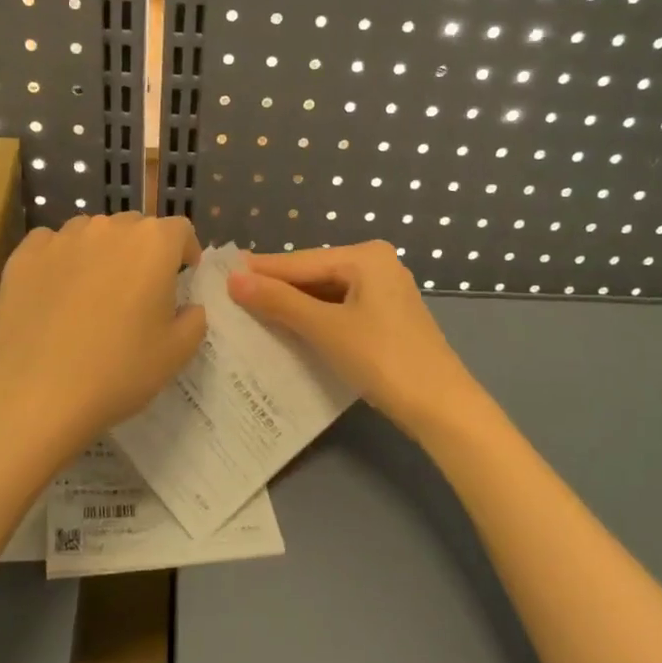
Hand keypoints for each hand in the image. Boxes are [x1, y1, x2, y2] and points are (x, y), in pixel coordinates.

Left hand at [0, 212, 206, 454]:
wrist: (36, 393)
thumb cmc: (118, 371)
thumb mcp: (176, 354)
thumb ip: (193, 320)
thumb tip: (187, 307)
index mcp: (153, 244)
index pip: (179, 230)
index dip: (184, 252)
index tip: (181, 278)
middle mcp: (108, 229)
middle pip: (135, 227)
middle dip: (143, 251)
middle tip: (138, 292)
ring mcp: (62, 238)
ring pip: (92, 232)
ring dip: (101, 252)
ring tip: (94, 291)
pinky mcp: (24, 255)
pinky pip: (50, 244)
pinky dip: (60, 259)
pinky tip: (56, 293)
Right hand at [227, 241, 476, 435]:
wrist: (441, 406)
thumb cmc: (381, 358)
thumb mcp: (325, 328)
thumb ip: (279, 301)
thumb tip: (234, 279)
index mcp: (365, 256)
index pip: (300, 261)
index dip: (261, 270)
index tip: (221, 273)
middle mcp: (377, 264)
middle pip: (314, 274)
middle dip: (276, 287)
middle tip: (231, 295)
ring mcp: (385, 292)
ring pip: (326, 293)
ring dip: (293, 305)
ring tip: (251, 312)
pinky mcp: (387, 318)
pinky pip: (340, 309)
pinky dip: (315, 318)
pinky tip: (289, 328)